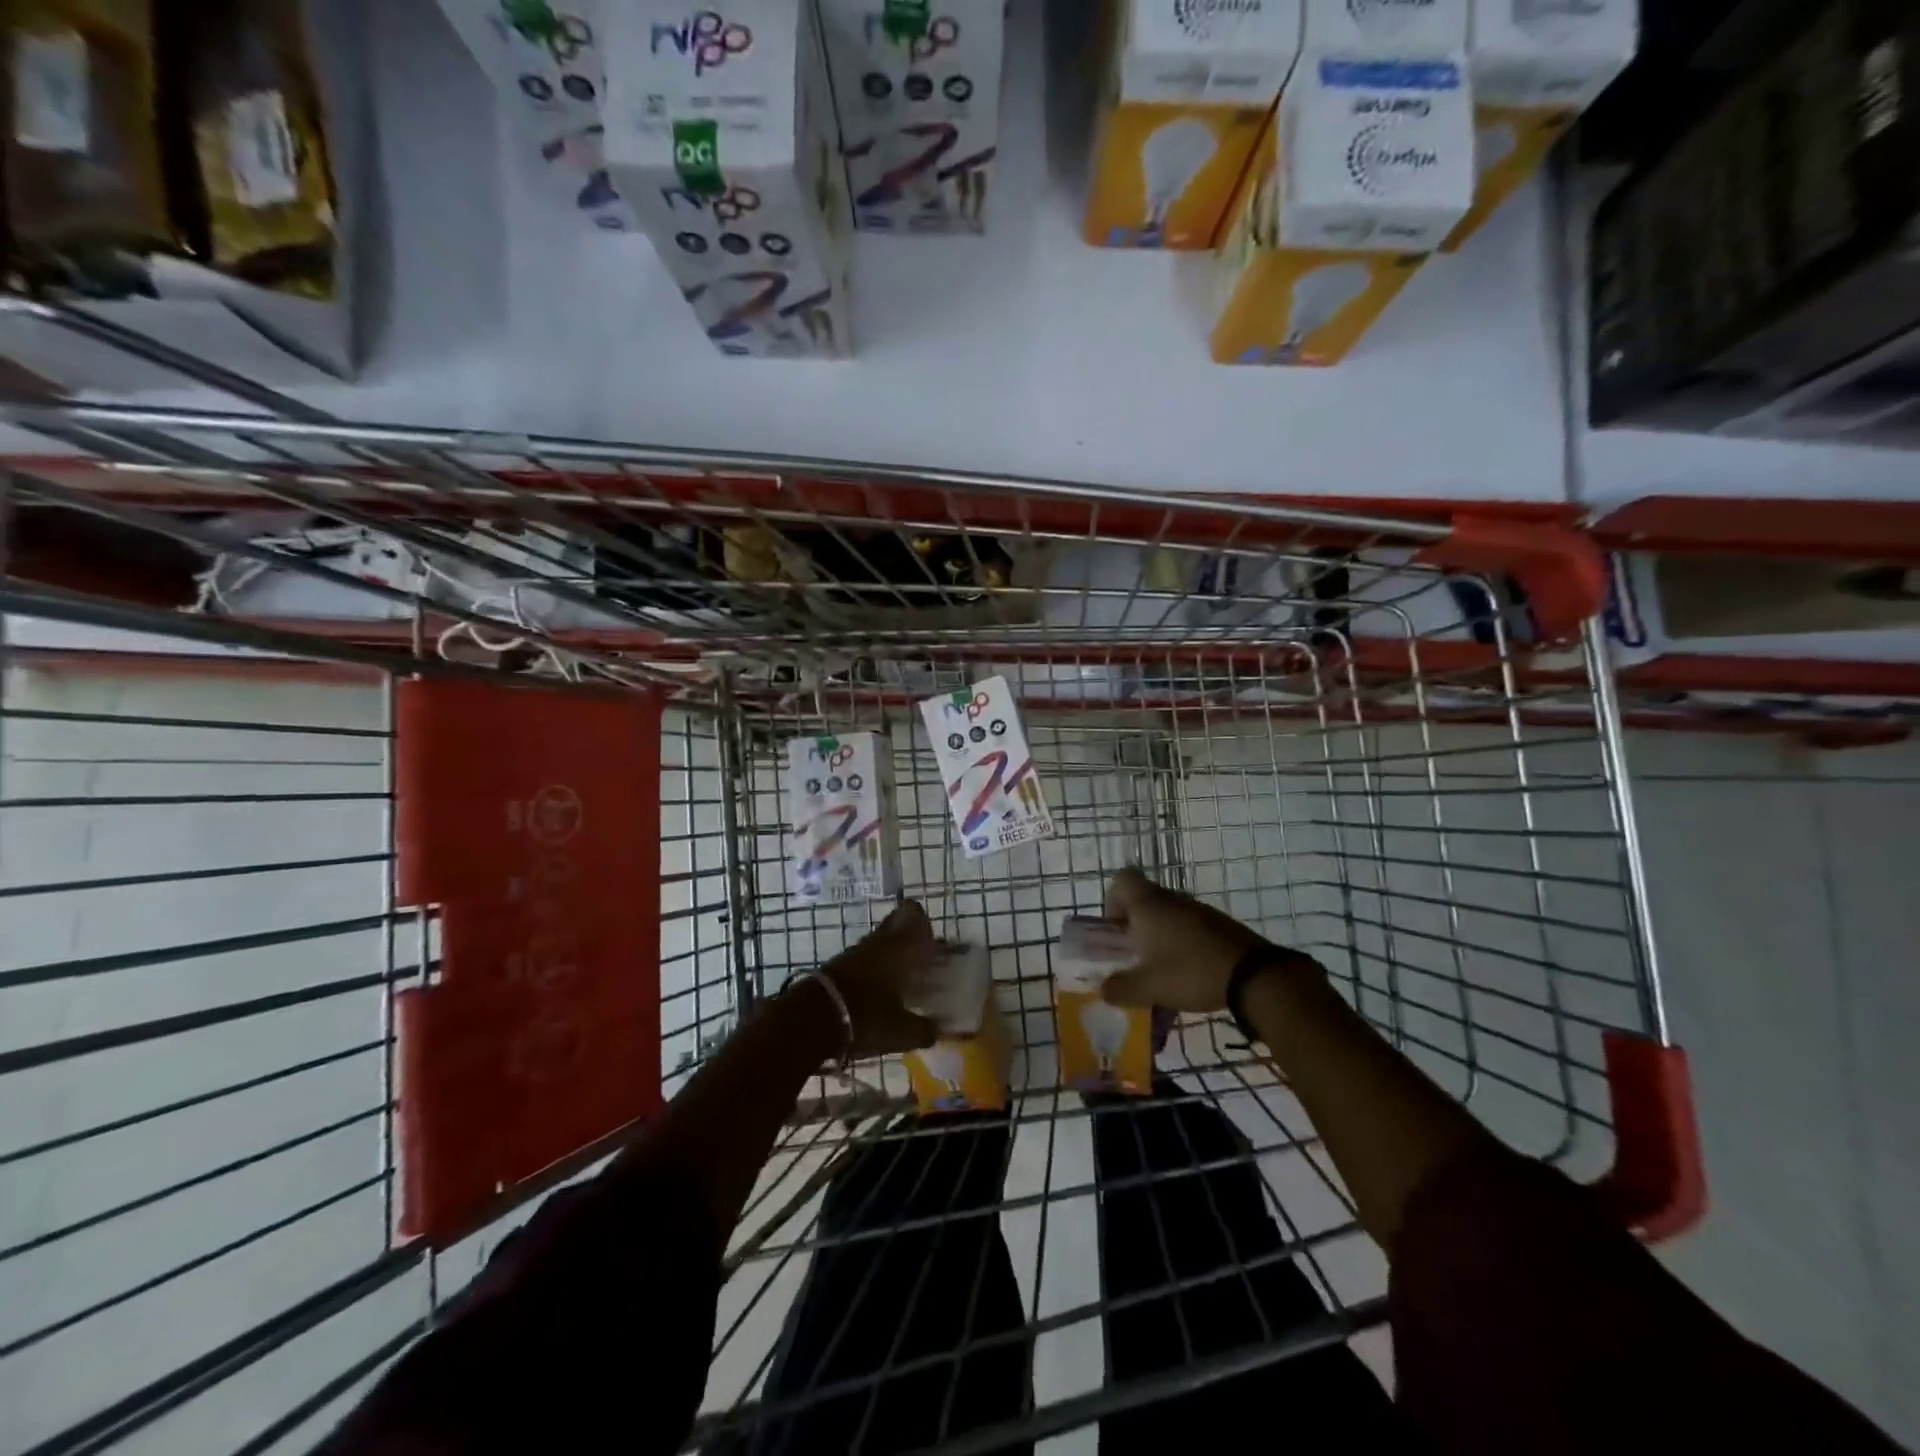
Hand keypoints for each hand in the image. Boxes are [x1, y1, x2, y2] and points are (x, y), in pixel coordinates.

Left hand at [819, 900, 941, 1056]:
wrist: (811, 1021)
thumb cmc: (865, 1017)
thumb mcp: (902, 1032)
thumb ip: (925, 1030)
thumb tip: (937, 1031)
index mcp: (900, 947)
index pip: (913, 913)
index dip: (924, 922)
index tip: (933, 944)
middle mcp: (878, 942)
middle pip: (895, 924)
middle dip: (909, 939)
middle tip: (920, 962)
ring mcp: (855, 953)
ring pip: (879, 942)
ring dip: (891, 955)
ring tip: (902, 984)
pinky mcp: (838, 967)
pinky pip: (864, 959)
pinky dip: (874, 970)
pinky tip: (879, 994)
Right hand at [1100, 868, 1273, 1013]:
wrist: (1254, 976)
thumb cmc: (1191, 973)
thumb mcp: (1149, 988)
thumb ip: (1120, 988)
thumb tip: (1103, 990)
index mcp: (1148, 905)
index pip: (1122, 879)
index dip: (1113, 900)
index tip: (1116, 929)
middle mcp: (1172, 899)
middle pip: (1145, 899)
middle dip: (1135, 925)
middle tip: (1135, 955)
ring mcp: (1199, 910)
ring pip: (1168, 913)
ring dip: (1160, 935)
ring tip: (1161, 969)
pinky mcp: (1219, 924)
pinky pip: (1190, 926)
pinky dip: (1183, 943)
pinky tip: (1189, 972)